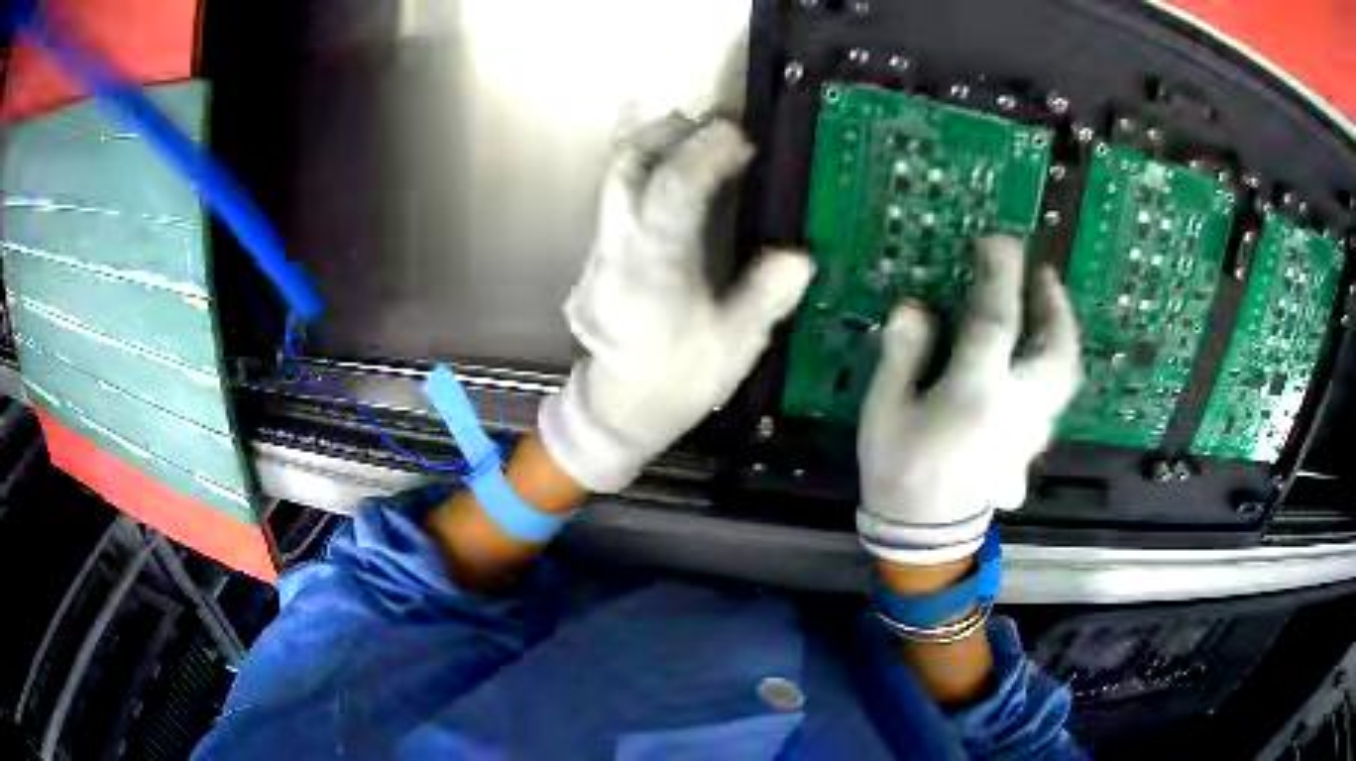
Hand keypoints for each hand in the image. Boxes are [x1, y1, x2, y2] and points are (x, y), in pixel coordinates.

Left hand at [539, 116, 814, 492]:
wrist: (616, 408)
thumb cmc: (676, 381)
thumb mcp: (735, 347)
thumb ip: (765, 297)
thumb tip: (800, 258)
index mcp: (654, 269)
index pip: (672, 190)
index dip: (706, 155)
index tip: (740, 139)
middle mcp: (619, 246)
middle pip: (627, 165)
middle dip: (670, 132)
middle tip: (715, 128)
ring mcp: (603, 247)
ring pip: (617, 175)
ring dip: (655, 145)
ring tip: (698, 139)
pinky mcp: (600, 252)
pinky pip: (619, 194)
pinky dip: (648, 170)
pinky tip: (678, 176)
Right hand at [857, 236, 1080, 564]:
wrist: (924, 536)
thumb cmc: (898, 470)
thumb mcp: (884, 410)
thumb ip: (903, 354)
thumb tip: (915, 306)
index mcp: (975, 394)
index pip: (997, 319)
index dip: (1000, 273)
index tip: (999, 240)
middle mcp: (1016, 409)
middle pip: (1057, 350)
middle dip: (1056, 305)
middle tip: (1044, 276)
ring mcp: (1031, 432)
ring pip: (1064, 377)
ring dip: (1062, 336)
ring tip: (1048, 312)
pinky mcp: (1032, 449)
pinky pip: (1053, 402)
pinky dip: (1052, 373)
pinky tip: (1037, 365)